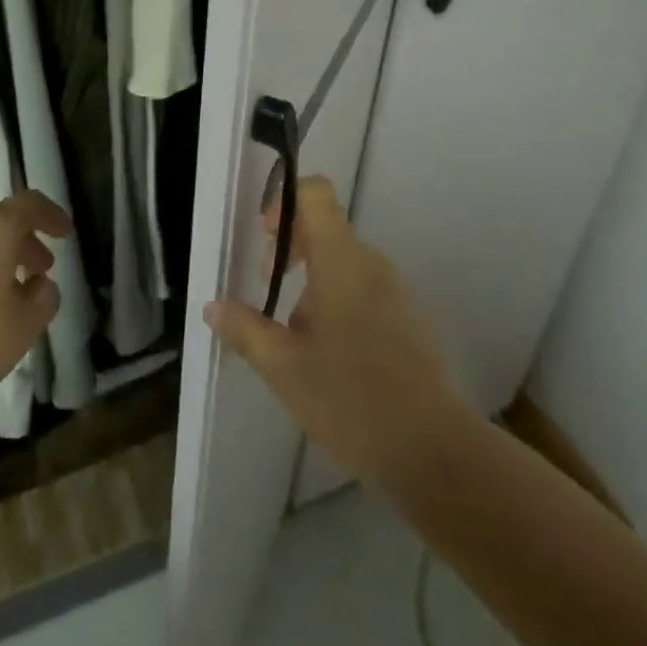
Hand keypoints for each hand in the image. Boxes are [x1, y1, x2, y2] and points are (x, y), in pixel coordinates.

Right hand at [204, 178, 473, 489]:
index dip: (285, 202)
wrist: (433, 451)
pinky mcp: (410, 318)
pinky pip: (366, 291)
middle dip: (291, 251)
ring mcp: (396, 290)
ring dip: (313, 285)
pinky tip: (331, 359)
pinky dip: (340, 304)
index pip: (317, 194)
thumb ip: (245, 330)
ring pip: (344, 265)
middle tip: (267, 291)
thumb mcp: (284, 368)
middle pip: (327, 229)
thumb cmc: (351, 400)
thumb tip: (213, 306)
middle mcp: (372, 263)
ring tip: (296, 340)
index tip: (265, 238)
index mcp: (342, 260)